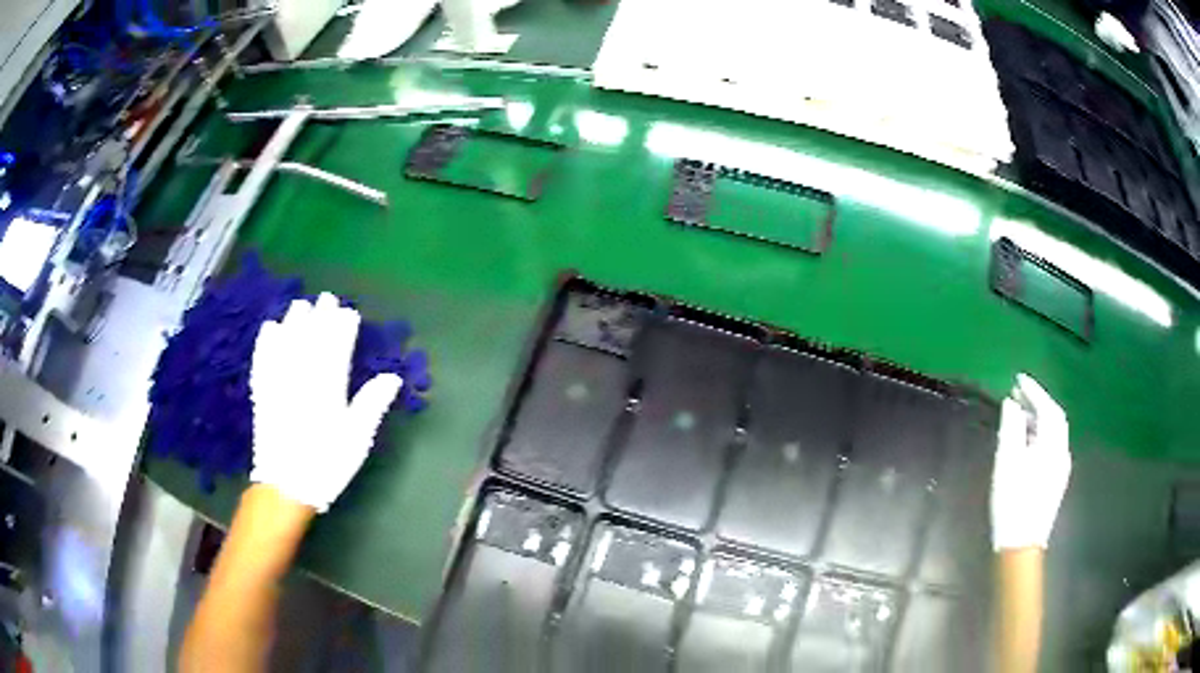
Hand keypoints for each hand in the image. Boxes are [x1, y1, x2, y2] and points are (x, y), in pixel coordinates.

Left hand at [249, 293, 401, 512]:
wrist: (287, 486)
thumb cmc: (326, 464)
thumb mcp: (356, 439)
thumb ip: (371, 405)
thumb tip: (391, 377)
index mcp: (327, 389)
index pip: (336, 349)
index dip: (342, 328)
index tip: (348, 311)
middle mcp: (301, 379)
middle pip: (310, 340)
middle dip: (319, 318)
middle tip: (325, 298)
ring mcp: (279, 384)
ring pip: (285, 344)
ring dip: (293, 323)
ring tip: (299, 305)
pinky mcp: (263, 394)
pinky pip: (263, 361)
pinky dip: (265, 343)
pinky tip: (269, 330)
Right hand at [991, 373, 1071, 550]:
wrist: (1021, 545)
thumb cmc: (1013, 501)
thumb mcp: (1007, 462)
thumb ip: (1011, 428)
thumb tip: (1012, 402)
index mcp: (1052, 444)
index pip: (1047, 407)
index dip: (1034, 390)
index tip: (1018, 378)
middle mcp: (1062, 451)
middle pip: (1055, 418)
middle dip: (1039, 402)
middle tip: (1019, 393)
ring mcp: (1061, 468)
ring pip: (1054, 433)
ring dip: (1039, 418)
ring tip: (1020, 414)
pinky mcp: (1056, 481)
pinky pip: (1052, 446)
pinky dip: (1041, 435)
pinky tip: (1028, 442)